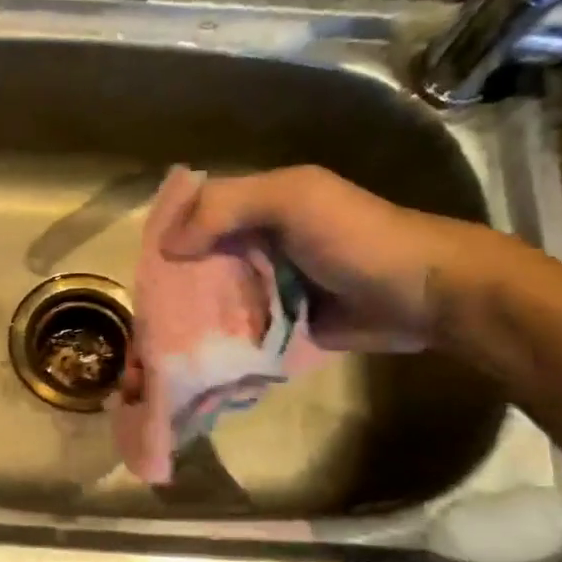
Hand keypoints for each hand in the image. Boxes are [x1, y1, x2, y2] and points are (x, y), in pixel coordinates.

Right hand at [162, 166, 476, 351]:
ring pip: (212, 300)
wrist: (421, 294)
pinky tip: (189, 361)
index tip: (139, 270)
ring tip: (155, 351)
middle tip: (142, 322)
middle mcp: (253, 244)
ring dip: (186, 321)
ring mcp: (265, 287)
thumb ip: (227, 209)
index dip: (165, 237)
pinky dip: (214, 343)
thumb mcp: (293, 200)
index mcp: (255, 206)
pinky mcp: (278, 324)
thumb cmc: (356, 237)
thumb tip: (166, 247)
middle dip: (168, 289)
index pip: (194, 216)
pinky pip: (236, 331)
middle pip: (196, 264)